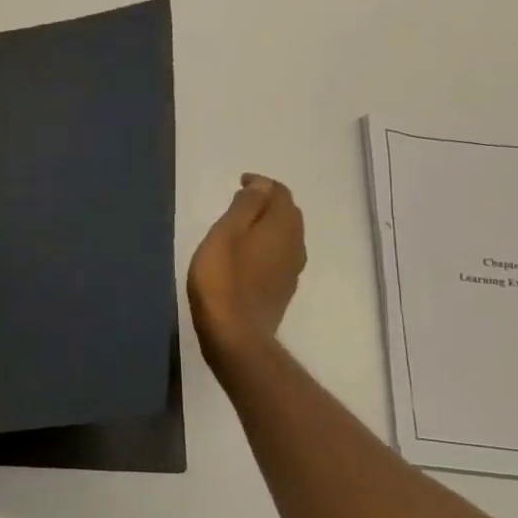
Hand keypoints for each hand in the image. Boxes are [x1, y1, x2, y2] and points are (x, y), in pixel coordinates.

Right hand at [189, 173, 306, 363]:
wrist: (235, 335)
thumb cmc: (223, 279)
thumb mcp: (226, 234)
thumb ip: (246, 206)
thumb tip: (262, 186)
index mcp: (282, 227)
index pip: (280, 193)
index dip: (262, 184)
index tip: (240, 182)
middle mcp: (295, 245)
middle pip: (288, 214)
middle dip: (268, 202)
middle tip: (241, 200)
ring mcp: (291, 271)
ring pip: (286, 236)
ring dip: (269, 225)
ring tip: (243, 226)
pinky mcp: (282, 291)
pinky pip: (280, 257)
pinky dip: (267, 246)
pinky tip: (249, 256)